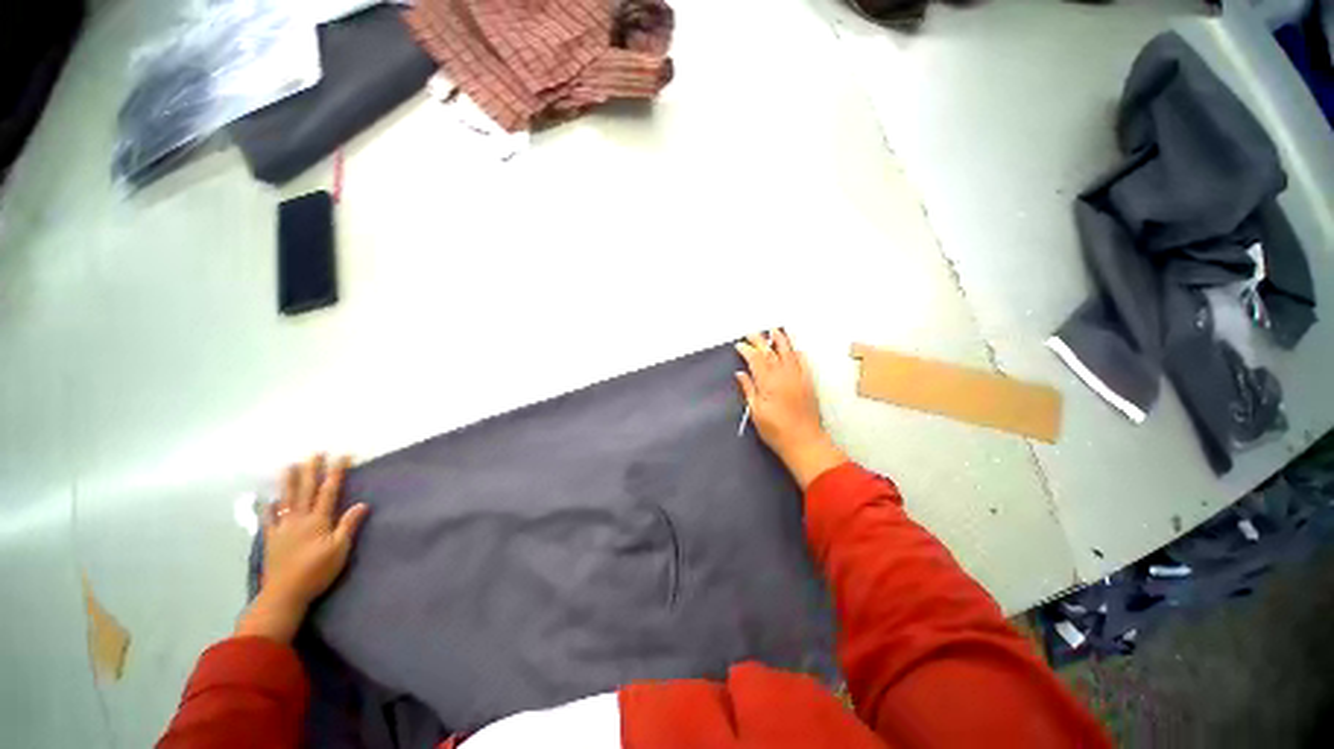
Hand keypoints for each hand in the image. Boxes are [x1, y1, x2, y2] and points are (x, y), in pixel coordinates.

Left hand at [236, 454, 368, 642]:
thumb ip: (349, 525)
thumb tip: (362, 504)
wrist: (284, 594)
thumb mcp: (340, 549)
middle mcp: (299, 519)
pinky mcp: (271, 540)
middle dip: (312, 470)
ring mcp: (282, 528)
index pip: (329, 491)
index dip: (336, 473)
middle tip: (315, 453)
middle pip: (306, 490)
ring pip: (286, 499)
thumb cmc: (316, 571)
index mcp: (318, 520)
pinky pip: (269, 519)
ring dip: (289, 482)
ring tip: (290, 466)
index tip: (342, 456)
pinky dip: (270, 508)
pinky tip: (270, 501)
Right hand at [735, 330, 845, 489]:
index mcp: (769, 383)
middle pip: (771, 353)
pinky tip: (795, 349)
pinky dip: (798, 354)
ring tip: (775, 331)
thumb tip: (740, 373)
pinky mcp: (809, 383)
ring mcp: (799, 378)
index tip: (740, 345)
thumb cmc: (775, 430)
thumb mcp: (756, 411)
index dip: (747, 350)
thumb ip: (749, 389)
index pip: (756, 360)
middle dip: (760, 341)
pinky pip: (804, 363)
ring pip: (789, 353)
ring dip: (781, 341)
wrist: (804, 442)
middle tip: (752, 333)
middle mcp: (784, 376)